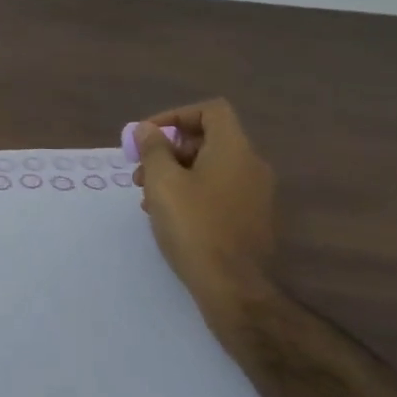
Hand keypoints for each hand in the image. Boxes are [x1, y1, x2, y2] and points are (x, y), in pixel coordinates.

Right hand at [133, 99, 276, 298]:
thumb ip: (153, 149)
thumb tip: (146, 129)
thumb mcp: (162, 182)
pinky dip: (192, 192)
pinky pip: (218, 191)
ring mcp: (255, 194)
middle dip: (169, 150)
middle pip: (208, 139)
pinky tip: (169, 216)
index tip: (147, 137)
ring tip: (148, 199)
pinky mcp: (252, 218)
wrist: (233, 286)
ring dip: (176, 174)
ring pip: (210, 168)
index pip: (211, 110)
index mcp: (234, 149)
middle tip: (141, 172)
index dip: (176, 116)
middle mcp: (251, 165)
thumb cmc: (194, 226)